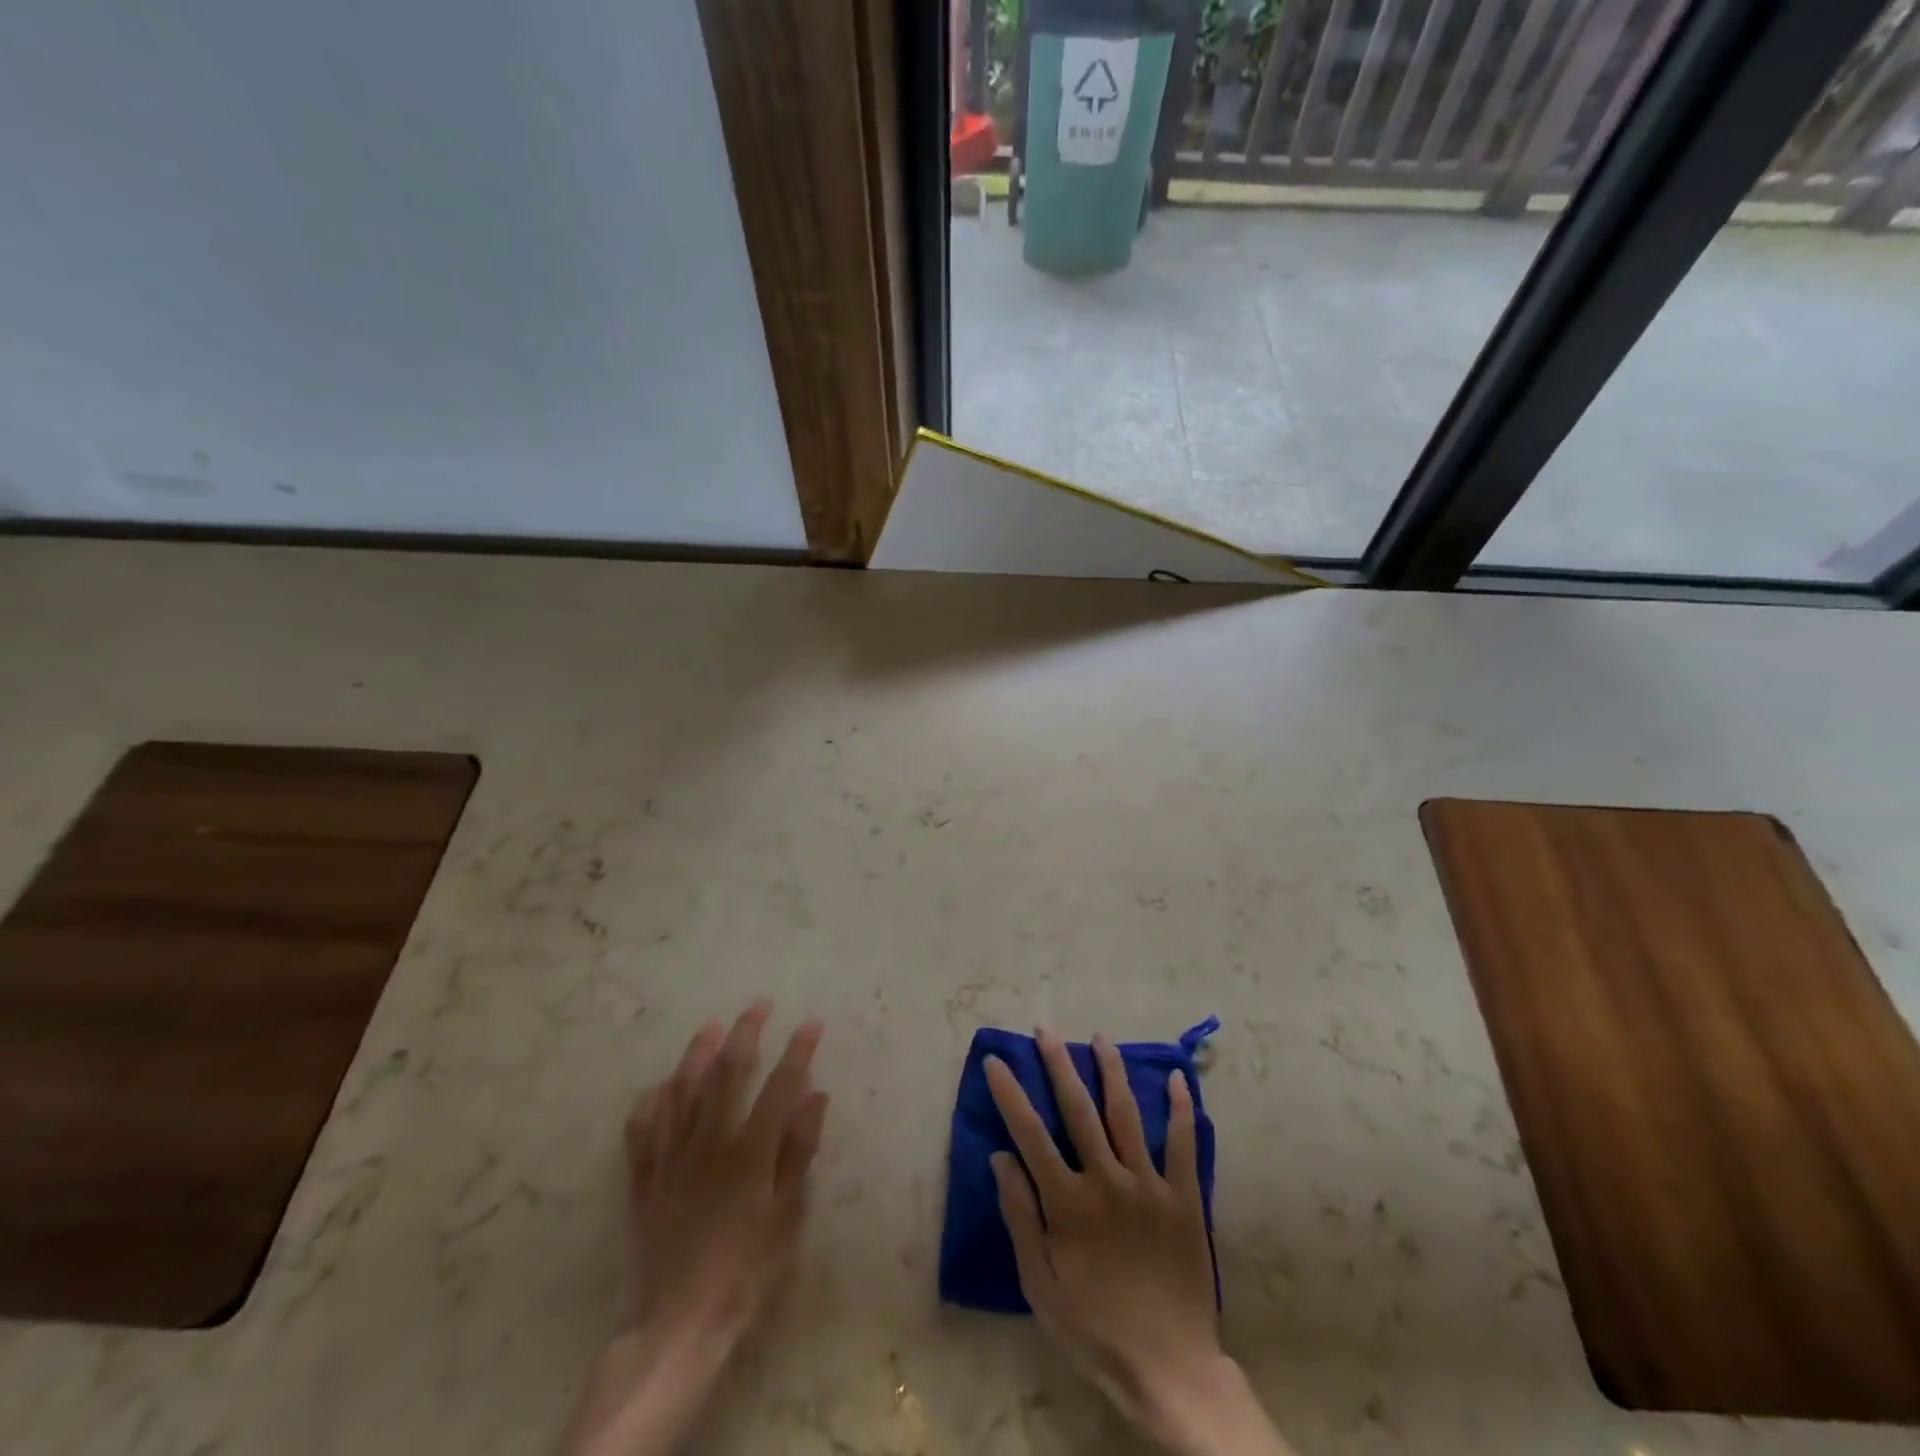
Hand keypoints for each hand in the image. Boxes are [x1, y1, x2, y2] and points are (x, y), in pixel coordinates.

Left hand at [564, 1003, 827, 1455]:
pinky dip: (654, 1098)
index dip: (798, 1050)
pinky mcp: (644, 1177)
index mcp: (749, 1152)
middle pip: (726, 1073)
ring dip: (697, 1052)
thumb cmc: (747, 1270)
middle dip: (745, 1033)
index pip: (779, 1085)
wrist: (680, 1322)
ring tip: (710, 1026)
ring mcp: (671, 1157)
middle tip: (759, 1006)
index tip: (811, 1023)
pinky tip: (663, 1085)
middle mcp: (708, 1142)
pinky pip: (643, 1126)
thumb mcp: (788, 1215)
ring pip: (681, 1089)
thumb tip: (816, 1095)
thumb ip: (800, 1151)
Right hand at [987, 1030, 1292, 1455]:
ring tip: (1099, 1038)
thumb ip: (1021, 1217)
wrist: (1168, 1367)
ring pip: (1126, 1113)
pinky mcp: (1183, 1197)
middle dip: (1059, 1065)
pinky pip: (1183, 1143)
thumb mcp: (1040, 1285)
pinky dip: (1179, 1109)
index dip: (1011, 1094)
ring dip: (1111, 1071)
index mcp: (1068, 1202)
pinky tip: (1176, 1078)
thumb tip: (1002, 1157)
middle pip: (1079, 1109)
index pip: (1030, 1134)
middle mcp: (1106, 1180)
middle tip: (1046, 1031)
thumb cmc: (1094, 1327)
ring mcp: (1148, 1185)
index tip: (997, 1061)